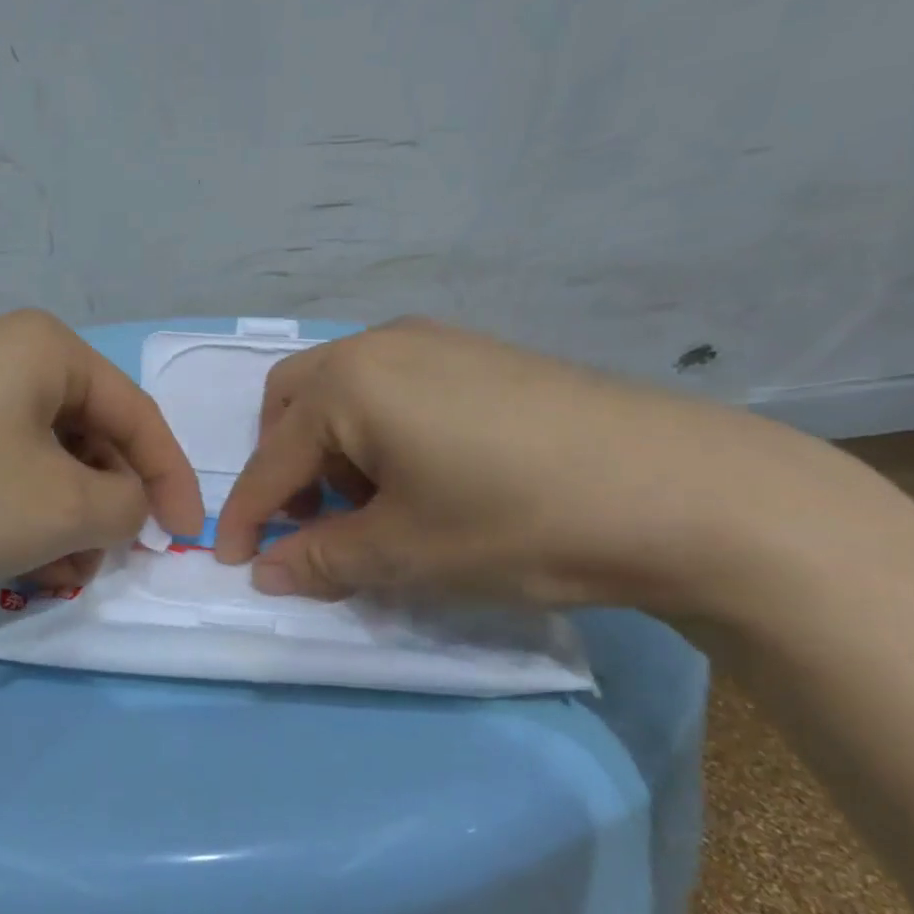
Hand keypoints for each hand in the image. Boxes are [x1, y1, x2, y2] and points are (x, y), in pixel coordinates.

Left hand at [0, 310, 202, 619]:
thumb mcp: (63, 508)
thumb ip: (125, 505)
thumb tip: (125, 504)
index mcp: (45, 349)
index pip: (135, 413)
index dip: (170, 479)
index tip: (185, 537)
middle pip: (85, 435)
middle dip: (104, 506)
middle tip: (104, 562)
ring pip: (38, 459)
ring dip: (61, 518)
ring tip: (54, 575)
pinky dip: (15, 514)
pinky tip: (9, 561)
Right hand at [212, 317, 864, 614]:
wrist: (681, 489)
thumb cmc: (517, 521)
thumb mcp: (406, 553)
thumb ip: (321, 560)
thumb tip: (265, 572)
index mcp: (348, 383)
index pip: (272, 459)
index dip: (247, 515)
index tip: (231, 561)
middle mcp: (380, 344)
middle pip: (294, 401)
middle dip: (284, 464)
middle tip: (310, 520)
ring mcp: (435, 340)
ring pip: (345, 389)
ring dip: (333, 446)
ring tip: (376, 503)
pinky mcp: (479, 352)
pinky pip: (394, 385)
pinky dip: (379, 429)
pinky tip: (426, 473)